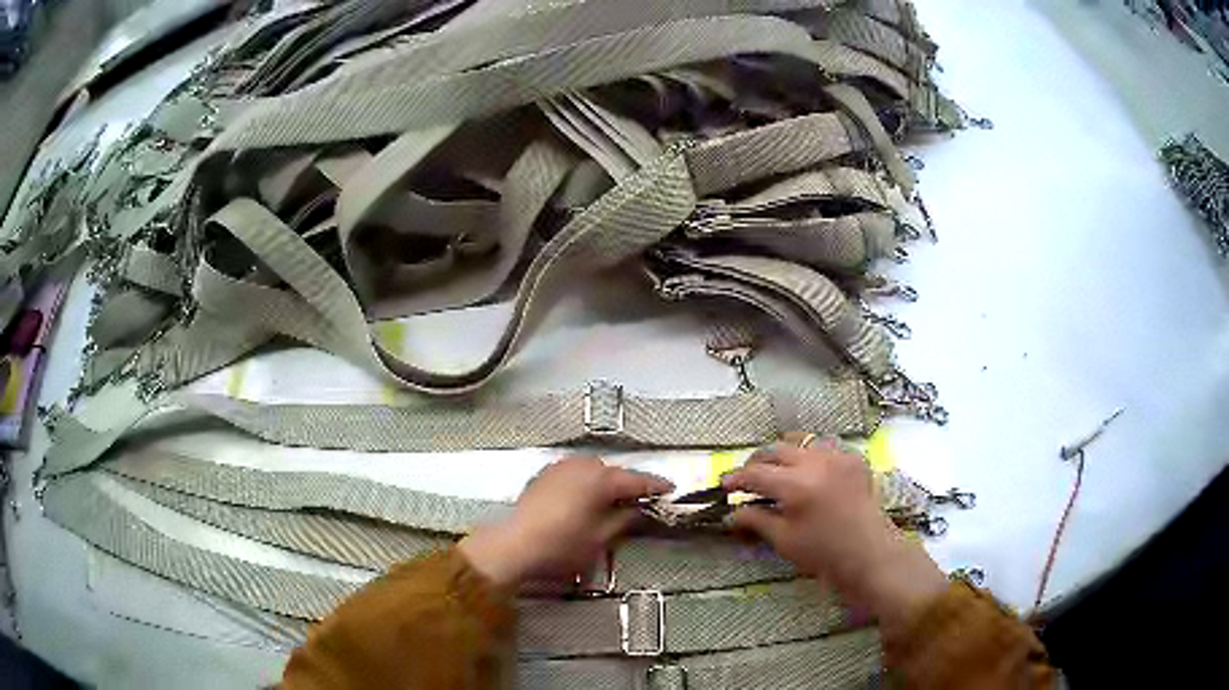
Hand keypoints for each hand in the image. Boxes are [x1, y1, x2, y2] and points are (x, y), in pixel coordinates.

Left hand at [458, 457, 672, 587]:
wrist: (515, 544)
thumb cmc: (562, 544)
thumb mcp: (601, 538)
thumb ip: (624, 520)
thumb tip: (638, 510)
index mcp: (600, 479)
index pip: (636, 480)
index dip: (655, 486)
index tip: (670, 489)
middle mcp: (581, 466)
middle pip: (613, 472)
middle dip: (626, 485)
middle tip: (639, 501)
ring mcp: (560, 467)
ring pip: (591, 470)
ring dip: (604, 482)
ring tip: (610, 502)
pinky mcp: (544, 475)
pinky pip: (573, 473)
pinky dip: (583, 482)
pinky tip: (582, 500)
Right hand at [723, 439, 947, 628]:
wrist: (870, 554)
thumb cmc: (824, 553)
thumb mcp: (784, 540)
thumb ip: (756, 520)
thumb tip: (731, 513)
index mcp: (795, 485)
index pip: (755, 473)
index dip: (736, 478)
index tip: (723, 485)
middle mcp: (815, 462)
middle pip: (775, 450)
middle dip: (756, 462)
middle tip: (746, 479)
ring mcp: (838, 456)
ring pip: (800, 441)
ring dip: (783, 453)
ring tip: (776, 470)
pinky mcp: (854, 458)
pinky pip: (825, 446)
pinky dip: (810, 454)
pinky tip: (808, 470)